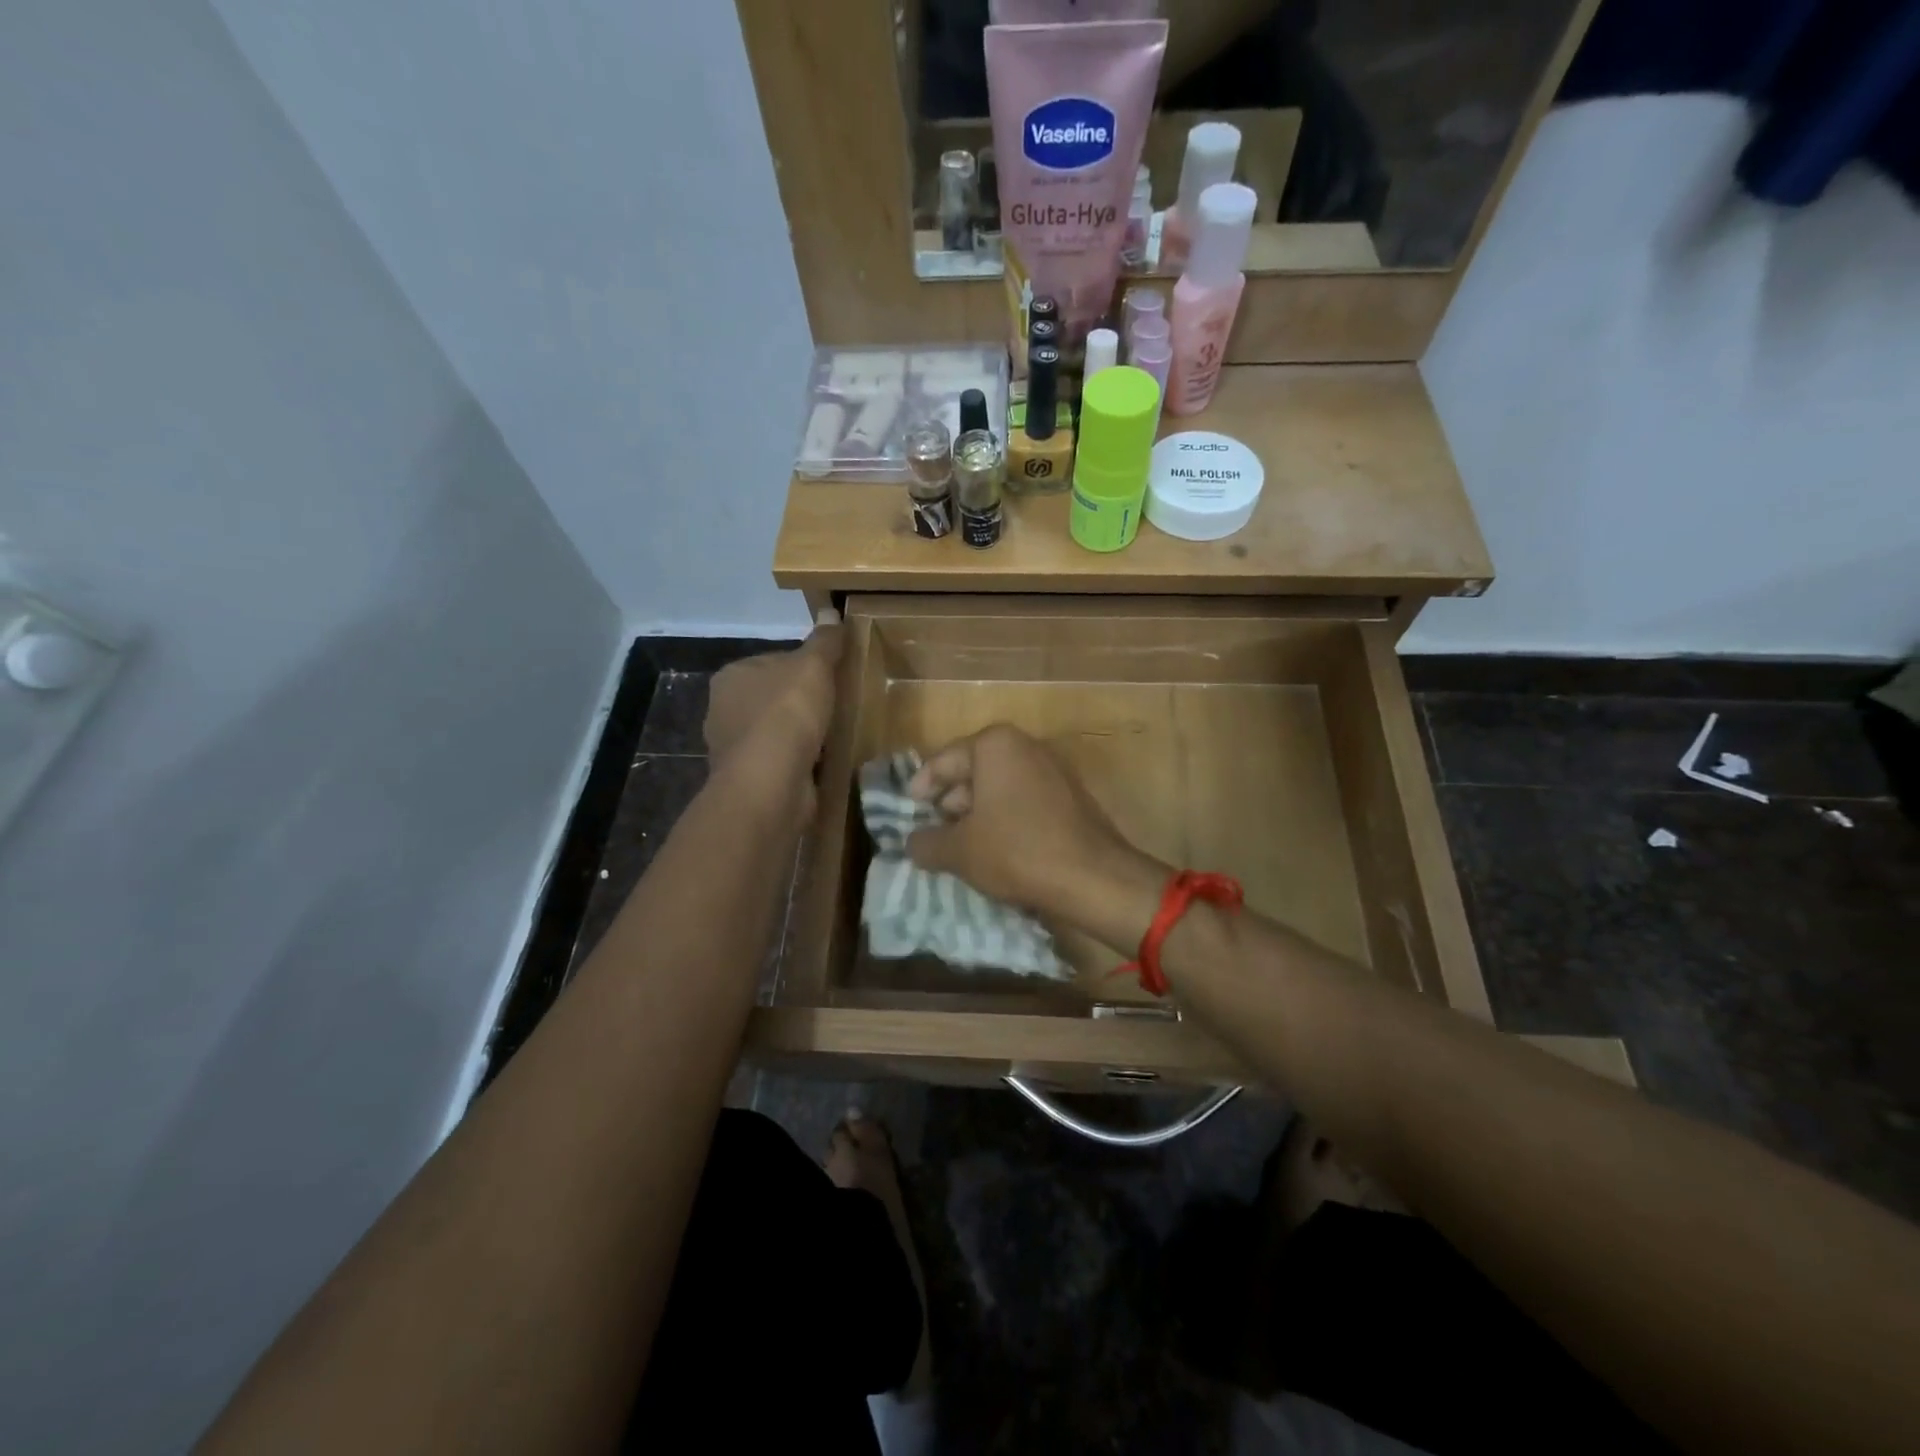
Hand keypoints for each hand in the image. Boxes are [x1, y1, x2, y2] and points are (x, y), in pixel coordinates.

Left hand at [704, 612, 843, 779]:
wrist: (771, 782)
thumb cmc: (787, 714)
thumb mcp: (813, 666)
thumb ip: (824, 642)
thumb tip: (831, 613)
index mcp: (732, 676)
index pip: (774, 661)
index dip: (805, 668)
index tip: (832, 678)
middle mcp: (723, 709)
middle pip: (774, 698)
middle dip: (802, 704)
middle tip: (838, 707)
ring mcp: (734, 749)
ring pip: (776, 732)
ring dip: (801, 736)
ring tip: (834, 737)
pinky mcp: (749, 780)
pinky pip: (780, 763)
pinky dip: (799, 762)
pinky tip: (822, 764)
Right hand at [905, 724, 1162, 936]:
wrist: (1093, 877)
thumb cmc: (1017, 851)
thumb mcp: (959, 851)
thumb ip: (926, 842)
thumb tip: (912, 843)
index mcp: (995, 745)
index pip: (943, 760)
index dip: (921, 787)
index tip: (909, 810)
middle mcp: (1026, 746)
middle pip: (973, 771)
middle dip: (951, 802)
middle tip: (934, 832)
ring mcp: (1053, 769)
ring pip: (1001, 787)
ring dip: (978, 814)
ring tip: (962, 846)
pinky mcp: (1071, 795)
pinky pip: (1025, 800)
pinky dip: (1006, 819)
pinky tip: (997, 850)